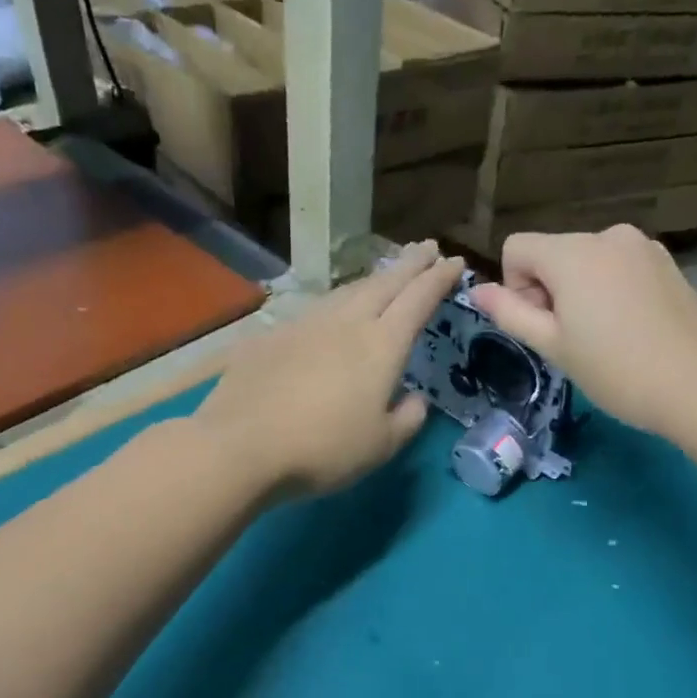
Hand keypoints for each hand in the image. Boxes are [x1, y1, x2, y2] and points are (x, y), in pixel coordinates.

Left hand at [195, 242, 462, 496]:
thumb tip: (415, 398)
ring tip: (385, 276)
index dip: (439, 278)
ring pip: (346, 291)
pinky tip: (329, 316)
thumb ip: (408, 418)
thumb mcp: (382, 446)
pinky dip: (334, 305)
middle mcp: (345, 323)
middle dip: (410, 263)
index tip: (455, 261)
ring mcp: (304, 325)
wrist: (241, 446)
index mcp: (381, 346)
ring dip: (372, 279)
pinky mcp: (270, 336)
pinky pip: (313, 311)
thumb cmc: (324, 450)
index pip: (418, 300)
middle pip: (384, 283)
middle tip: (427, 247)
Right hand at [469, 225, 696, 444]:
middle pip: (552, 253)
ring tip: (604, 336)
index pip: (516, 247)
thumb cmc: (616, 370)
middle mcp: (607, 235)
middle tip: (572, 339)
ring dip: (580, 291)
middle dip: (549, 289)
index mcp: (573, 252)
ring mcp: (643, 246)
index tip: (541, 325)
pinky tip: (631, 328)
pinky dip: (610, 290)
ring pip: (587, 261)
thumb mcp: (553, 346)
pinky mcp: (667, 263)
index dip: (516, 287)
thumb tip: (476, 289)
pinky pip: (619, 267)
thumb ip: (510, 313)